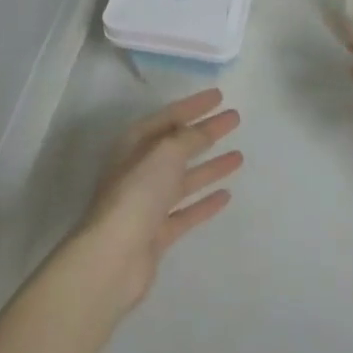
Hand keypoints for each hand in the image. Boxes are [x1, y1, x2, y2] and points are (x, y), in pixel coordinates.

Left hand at [76, 88, 242, 310]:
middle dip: (205, 132)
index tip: (220, 96)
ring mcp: (147, 204)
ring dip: (210, 166)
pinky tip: (226, 195)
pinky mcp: (157, 233)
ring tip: (239, 156)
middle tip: (234, 120)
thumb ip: (188, 138)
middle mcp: (139, 170)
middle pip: (178, 146)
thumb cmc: (137, 194)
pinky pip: (185, 211)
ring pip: (184, 179)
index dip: (194, 105)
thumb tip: (203, 130)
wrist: (114, 256)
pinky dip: (204, 202)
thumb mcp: (165, 153)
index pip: (168, 117)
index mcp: (135, 145)